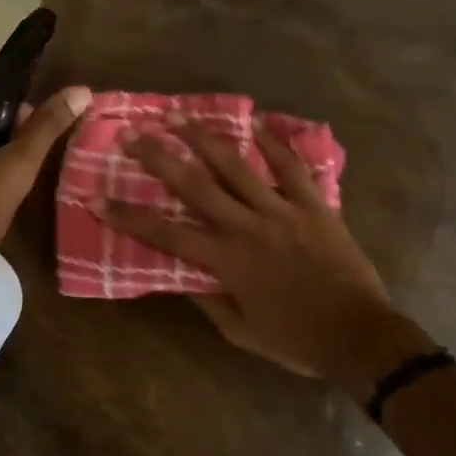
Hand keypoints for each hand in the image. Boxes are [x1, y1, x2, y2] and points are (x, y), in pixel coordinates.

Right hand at [103, 119, 431, 386]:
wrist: (359, 335)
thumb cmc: (296, 339)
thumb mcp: (241, 332)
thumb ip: (208, 301)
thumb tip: (180, 276)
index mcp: (227, 261)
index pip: (166, 234)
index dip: (128, 216)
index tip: (96, 198)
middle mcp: (248, 227)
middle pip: (196, 186)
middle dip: (160, 158)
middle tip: (133, 135)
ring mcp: (283, 211)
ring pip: (238, 167)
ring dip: (205, 139)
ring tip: (180, 116)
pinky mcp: (314, 206)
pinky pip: (292, 168)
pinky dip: (274, 144)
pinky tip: (255, 123)